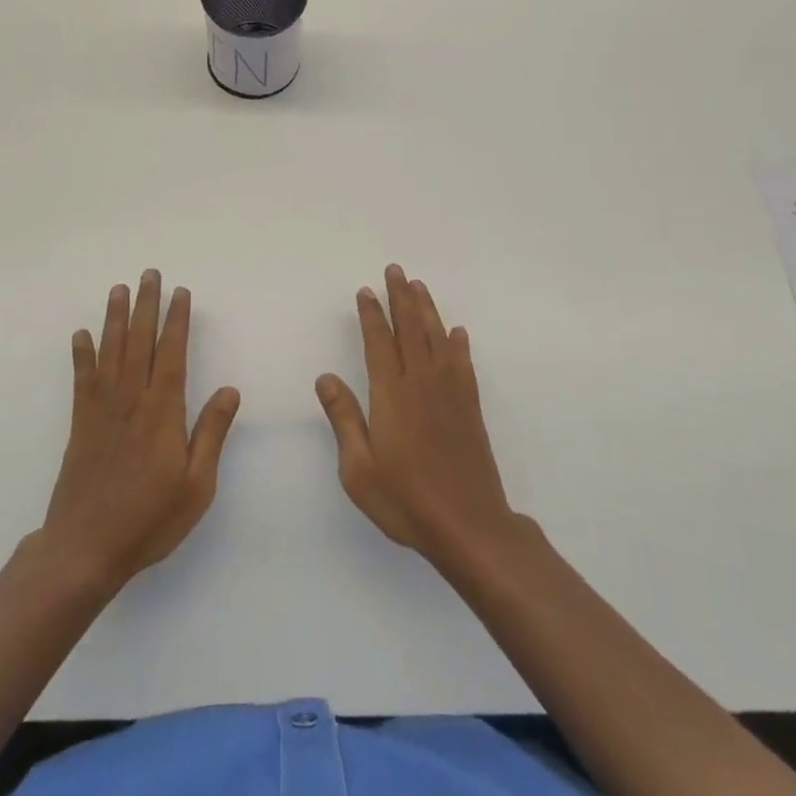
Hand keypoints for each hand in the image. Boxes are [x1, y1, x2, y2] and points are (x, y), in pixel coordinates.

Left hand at [43, 271, 241, 589]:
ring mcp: (101, 411)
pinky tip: (81, 334)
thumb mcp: (197, 485)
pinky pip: (82, 380)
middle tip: (149, 274)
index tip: (181, 293)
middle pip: (139, 343)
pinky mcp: (80, 425)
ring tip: (119, 289)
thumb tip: (230, 390)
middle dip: (146, 306)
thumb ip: (211, 433)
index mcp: (163, 412)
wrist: (85, 549)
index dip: (176, 321)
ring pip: (110, 352)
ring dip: (115, 318)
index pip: (172, 354)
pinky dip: (82, 355)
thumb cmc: (149, 519)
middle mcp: (131, 401)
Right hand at [316, 265, 519, 567]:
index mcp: (392, 395)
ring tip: (419, 286)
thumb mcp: (358, 468)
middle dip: (400, 297)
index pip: (379, 343)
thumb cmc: (405, 499)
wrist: (468, 524)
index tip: (365, 291)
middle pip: (410, 329)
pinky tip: (457, 332)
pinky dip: (458, 344)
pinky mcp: (470, 407)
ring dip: (427, 310)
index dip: (371, 315)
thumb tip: (325, 377)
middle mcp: (422, 383)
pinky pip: (463, 363)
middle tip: (395, 270)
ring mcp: (451, 393)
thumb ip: (343, 418)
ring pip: (438, 338)